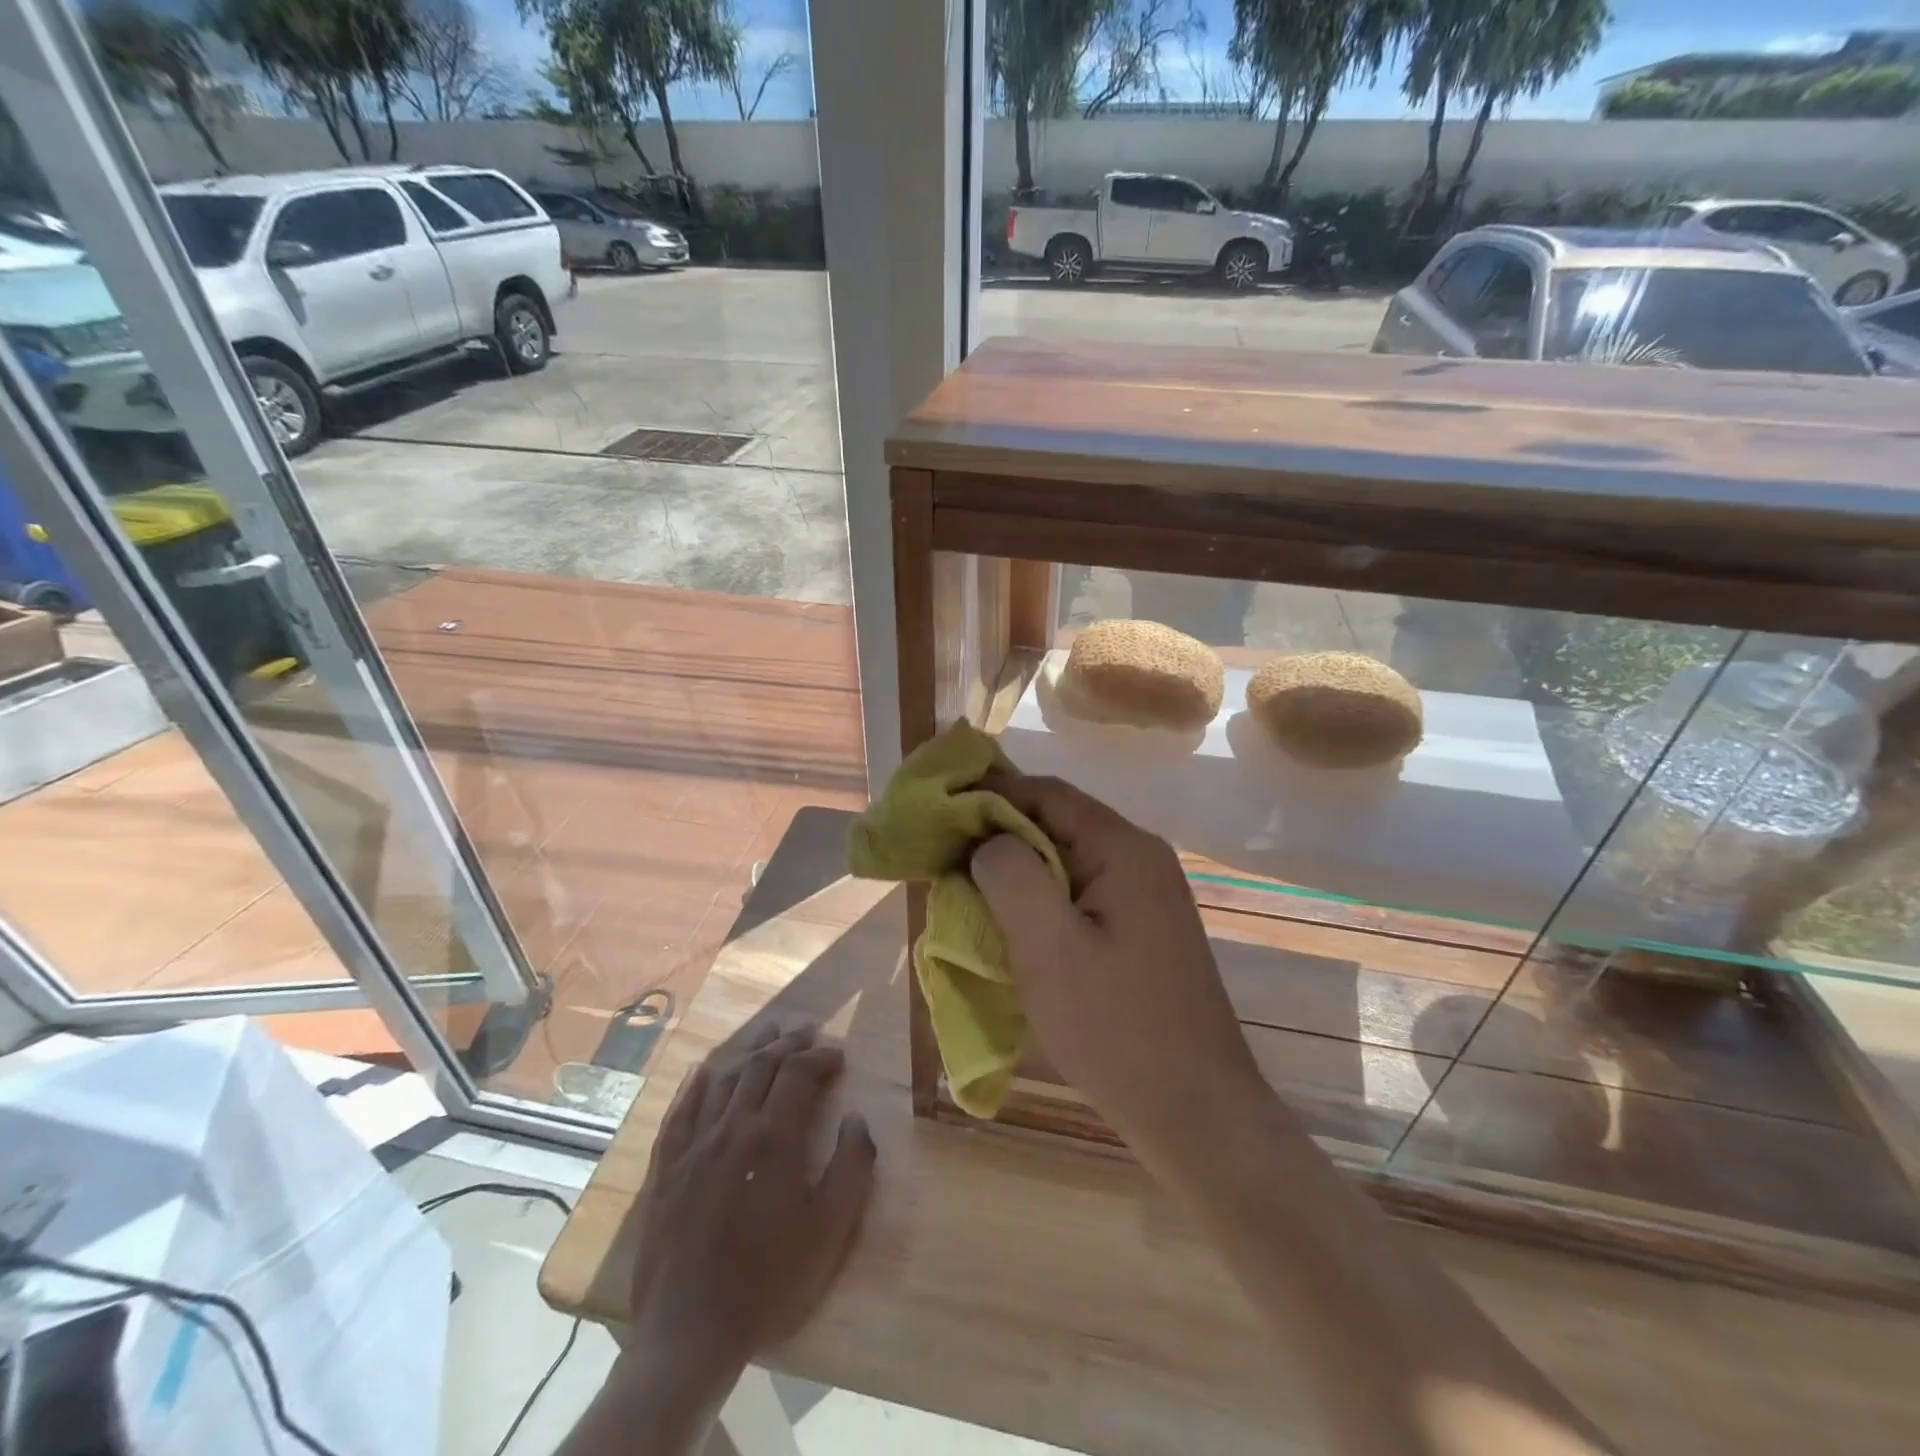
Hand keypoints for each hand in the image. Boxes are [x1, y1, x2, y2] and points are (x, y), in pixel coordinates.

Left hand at [625, 1022, 876, 1372]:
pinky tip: (704, 1069)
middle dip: (788, 1043)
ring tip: (768, 1033)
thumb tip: (857, 1118)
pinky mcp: (667, 1167)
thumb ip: (851, 1165)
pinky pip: (681, 1109)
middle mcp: (732, 1127)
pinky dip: (696, 1083)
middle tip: (807, 1029)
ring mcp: (694, 1144)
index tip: (838, 1054)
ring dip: (749, 1050)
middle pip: (761, 1066)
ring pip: (723, 1078)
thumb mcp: (829, 1229)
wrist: (690, 1333)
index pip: (798, 1073)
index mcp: (773, 1137)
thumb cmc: (769, 1280)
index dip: (820, 1057)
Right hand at [970, 775, 1261, 1153]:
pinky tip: (1014, 926)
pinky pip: (1081, 894)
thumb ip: (1011, 876)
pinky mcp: (1143, 930)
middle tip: (946, 858)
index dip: (990, 794)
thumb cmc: (1116, 1028)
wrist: (1198, 1113)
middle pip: (1058, 823)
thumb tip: (988, 841)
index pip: (1047, 793)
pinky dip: (1041, 900)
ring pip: (1067, 861)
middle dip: (999, 835)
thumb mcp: (1048, 948)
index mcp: (1124, 849)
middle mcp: (1141, 859)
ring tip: (969, 891)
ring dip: (1018, 871)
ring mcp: (1147, 896)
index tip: (940, 811)